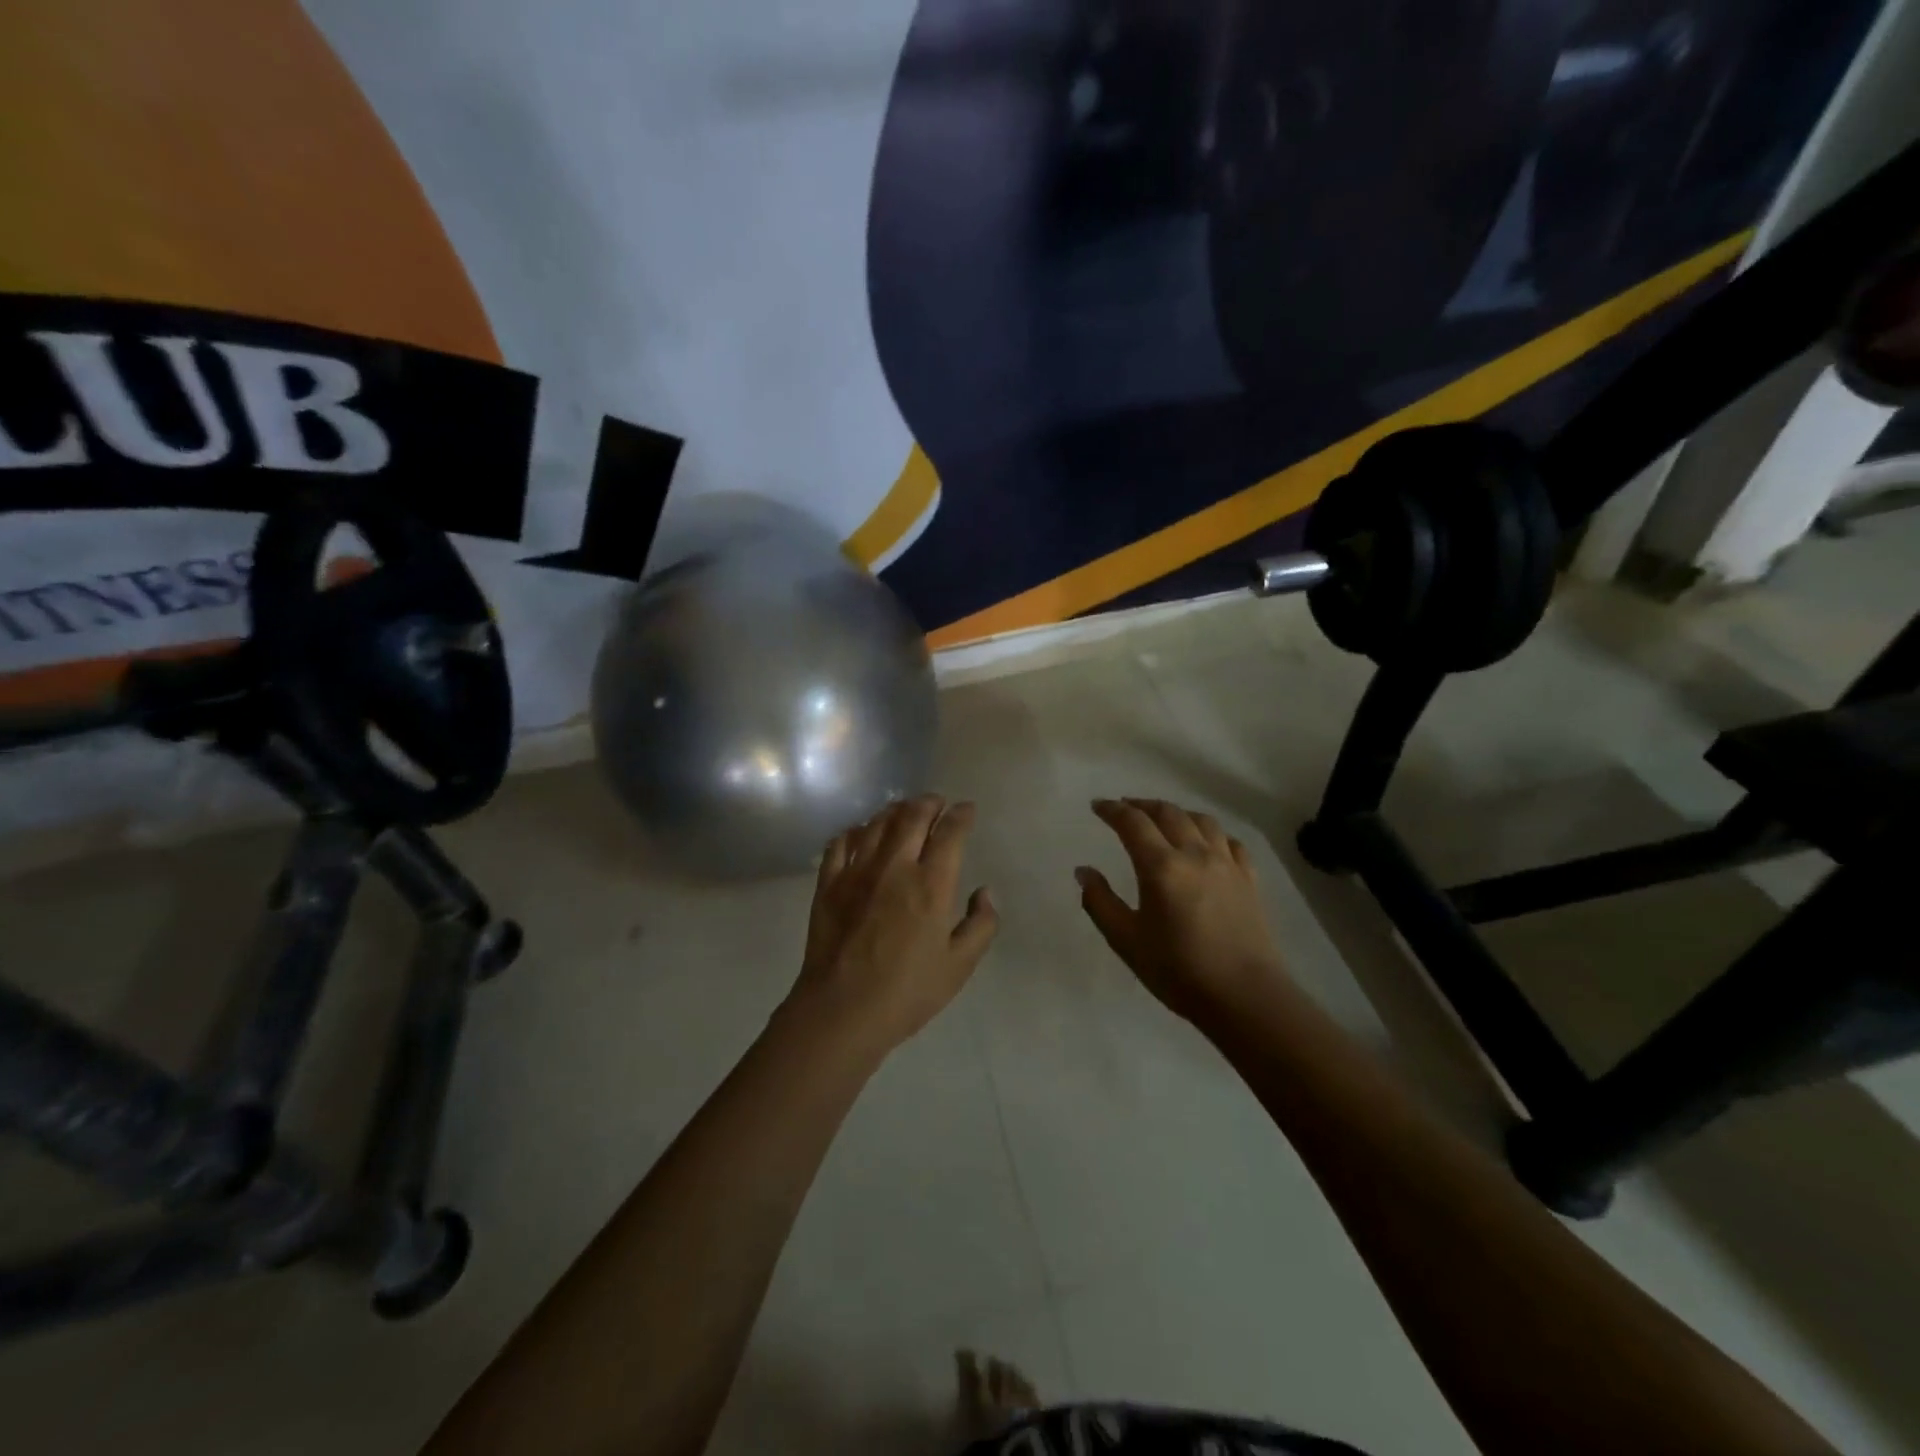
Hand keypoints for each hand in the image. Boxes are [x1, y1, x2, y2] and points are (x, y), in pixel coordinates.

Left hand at [787, 795, 999, 1055]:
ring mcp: (857, 871)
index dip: (961, 815)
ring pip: (877, 823)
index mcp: (931, 885)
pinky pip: (841, 842)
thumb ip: (981, 925)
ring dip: (895, 810)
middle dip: (929, 803)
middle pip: (912, 816)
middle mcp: (895, 867)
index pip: (950, 833)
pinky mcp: (828, 883)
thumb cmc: (907, 992)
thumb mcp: (959, 966)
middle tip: (937, 803)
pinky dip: (856, 830)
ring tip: (905, 811)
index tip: (967, 810)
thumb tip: (985, 892)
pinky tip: (862, 833)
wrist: (841, 1010)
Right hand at [1077, 798, 1287, 1023]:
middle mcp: (1195, 854)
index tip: (1097, 806)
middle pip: (1168, 812)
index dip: (1112, 810)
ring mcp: (1227, 864)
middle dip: (1142, 805)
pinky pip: (1230, 842)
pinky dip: (1212, 834)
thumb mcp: (1126, 941)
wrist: (1245, 997)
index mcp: (1161, 867)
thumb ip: (1100, 902)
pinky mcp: (1249, 879)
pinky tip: (1207, 843)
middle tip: (1125, 808)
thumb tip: (1083, 871)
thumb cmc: (1178, 971)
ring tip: (1164, 819)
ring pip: (1202, 821)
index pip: (1132, 823)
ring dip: (1177, 813)